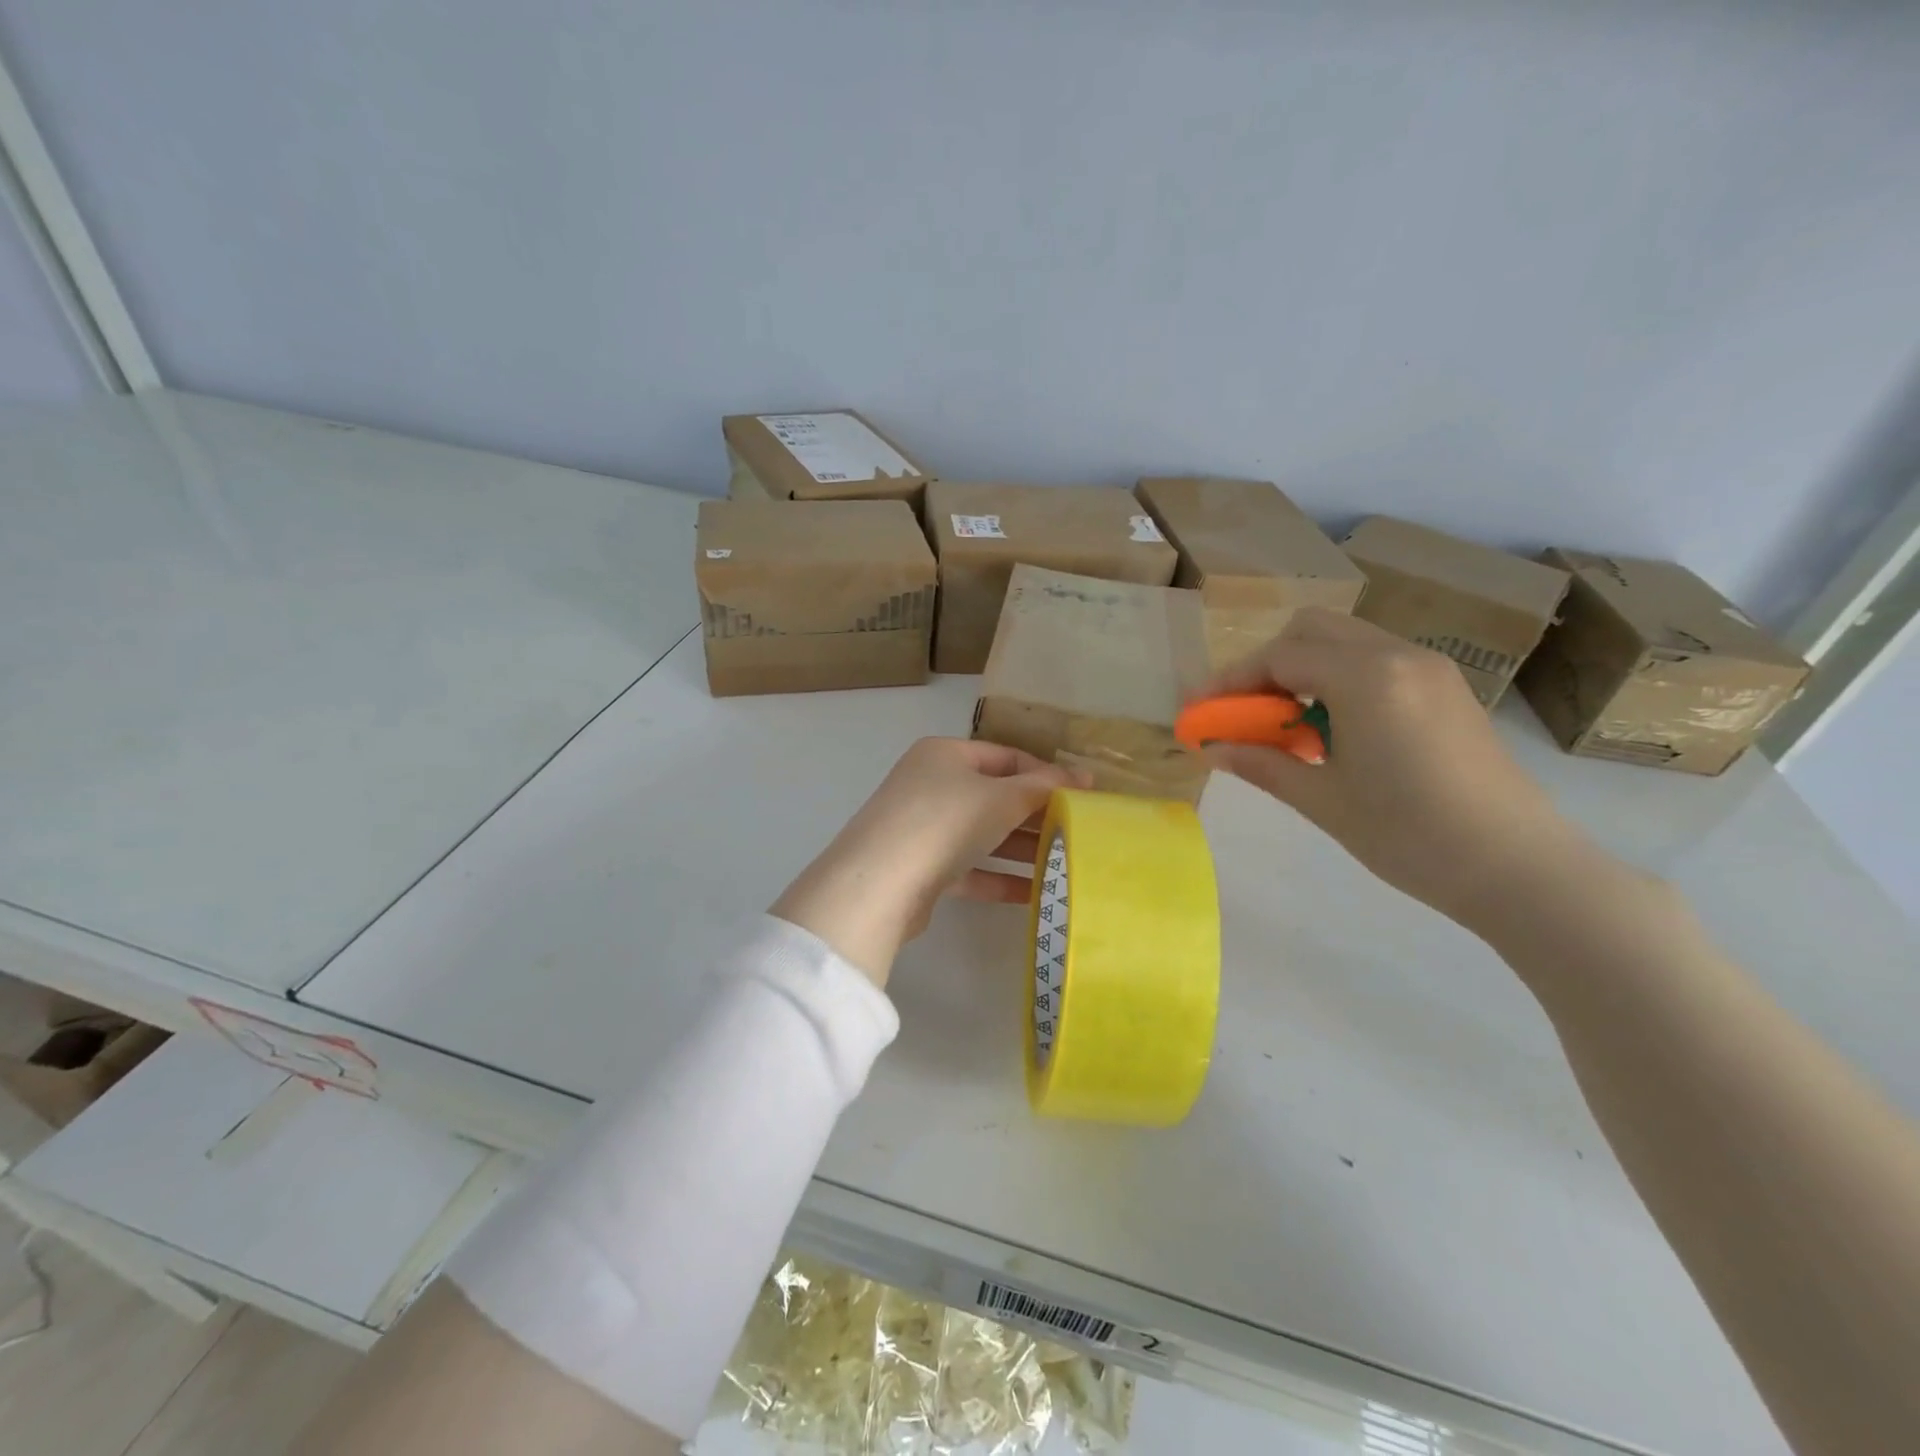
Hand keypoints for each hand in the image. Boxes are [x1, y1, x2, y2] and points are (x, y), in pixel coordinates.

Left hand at [770, 738, 1086, 986]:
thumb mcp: (1001, 798)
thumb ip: (1043, 788)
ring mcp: (923, 827)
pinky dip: (999, 878)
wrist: (878, 884)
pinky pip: (970, 868)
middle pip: (995, 796)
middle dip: (1036, 815)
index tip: (1084, 795)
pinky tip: (1035, 894)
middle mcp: (931, 784)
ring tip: (1066, 864)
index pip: (1007, 756)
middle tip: (1079, 833)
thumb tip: (1083, 777)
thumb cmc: (945, 821)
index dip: (1046, 774)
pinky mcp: (921, 868)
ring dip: (1021, 849)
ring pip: (983, 834)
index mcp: (945, 754)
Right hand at [1198, 610, 1591, 929]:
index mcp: (1366, 677)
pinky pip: (1376, 663)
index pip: (1279, 657)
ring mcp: (1429, 669)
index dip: (1230, 681)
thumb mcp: (1323, 800)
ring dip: (1303, 671)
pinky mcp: (1447, 690)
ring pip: (1345, 642)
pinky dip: (1338, 680)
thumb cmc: (1410, 836)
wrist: (1519, 869)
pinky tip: (1332, 731)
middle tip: (1244, 712)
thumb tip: (1212, 748)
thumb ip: (1261, 763)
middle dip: (1266, 665)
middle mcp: (1398, 656)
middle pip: (1311, 631)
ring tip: (1285, 726)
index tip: (1199, 710)